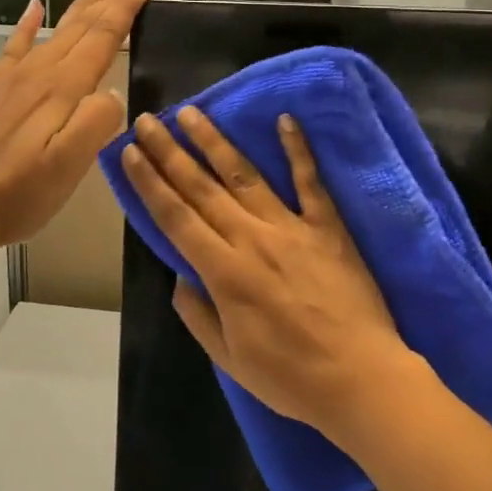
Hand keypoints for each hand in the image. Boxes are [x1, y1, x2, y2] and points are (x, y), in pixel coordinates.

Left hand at [0, 0, 148, 256]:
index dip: (123, 12)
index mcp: (62, 90)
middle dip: (107, 4)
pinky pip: (13, 46)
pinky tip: (33, 8)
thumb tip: (113, 93)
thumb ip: (96, 122)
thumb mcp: (69, 166)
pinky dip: (27, 24)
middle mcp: (38, 74)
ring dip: (78, 9)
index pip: (101, 39)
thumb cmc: (18, 193)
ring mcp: (11, 80)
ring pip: (53, 33)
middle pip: (79, 29)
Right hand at [121, 105, 420, 444]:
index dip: (150, 183)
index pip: (176, 217)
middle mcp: (251, 239)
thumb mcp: (230, 359)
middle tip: (147, 120)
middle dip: (170, 152)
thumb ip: (199, 315)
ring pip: (244, 175)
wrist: (361, 378)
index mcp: (224, 273)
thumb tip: (179, 278)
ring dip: (215, 142)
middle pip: (201, 188)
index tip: (130, 152)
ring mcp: (291, 227)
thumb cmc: (291, 377)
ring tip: (192, 112)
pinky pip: (310, 180)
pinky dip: (298, 149)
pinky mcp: (327, 225)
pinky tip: (285, 119)